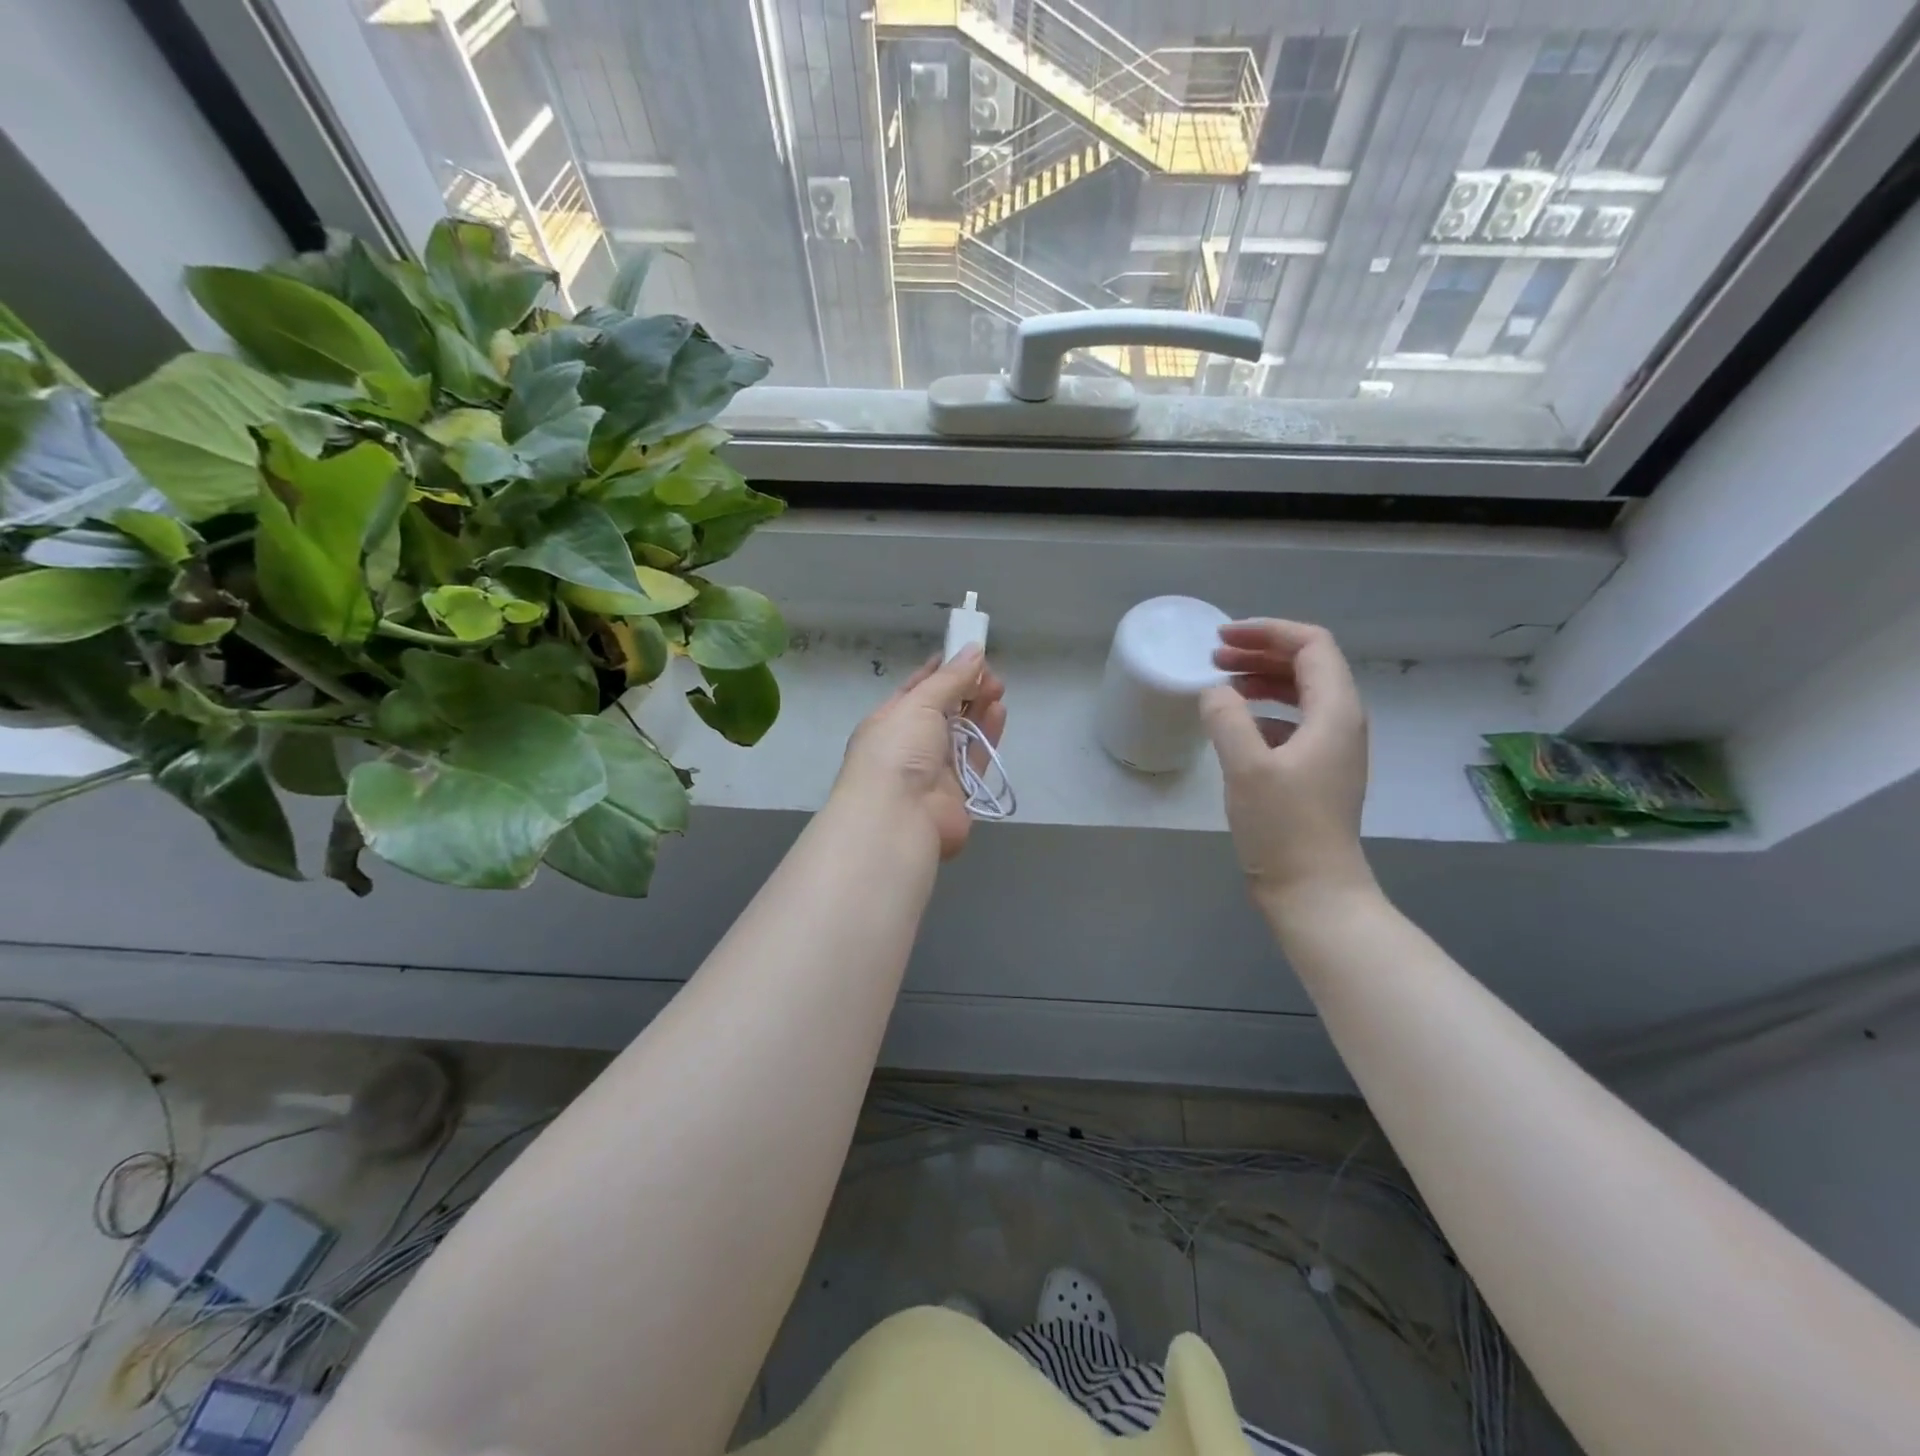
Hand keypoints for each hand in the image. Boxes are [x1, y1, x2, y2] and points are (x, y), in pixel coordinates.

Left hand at [832, 646, 1007, 859]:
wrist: (898, 817)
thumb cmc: (898, 750)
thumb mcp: (919, 704)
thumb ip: (950, 679)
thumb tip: (974, 650)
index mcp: (888, 722)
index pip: (915, 690)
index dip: (939, 671)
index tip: (965, 654)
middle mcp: (909, 745)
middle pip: (942, 711)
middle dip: (966, 690)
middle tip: (991, 675)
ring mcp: (934, 770)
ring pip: (962, 734)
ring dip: (979, 710)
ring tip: (999, 688)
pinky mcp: (958, 792)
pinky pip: (976, 757)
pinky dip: (988, 735)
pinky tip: (1000, 712)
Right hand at [1201, 620, 1373, 908]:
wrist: (1314, 892)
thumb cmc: (1284, 828)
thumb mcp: (1246, 767)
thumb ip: (1226, 718)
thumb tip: (1213, 692)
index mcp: (1335, 712)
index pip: (1311, 645)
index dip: (1267, 632)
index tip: (1222, 638)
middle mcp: (1342, 723)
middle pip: (1308, 665)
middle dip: (1260, 652)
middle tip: (1214, 657)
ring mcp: (1333, 749)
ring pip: (1300, 694)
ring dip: (1261, 681)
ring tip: (1221, 684)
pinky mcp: (1318, 773)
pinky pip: (1294, 724)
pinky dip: (1263, 713)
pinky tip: (1235, 728)